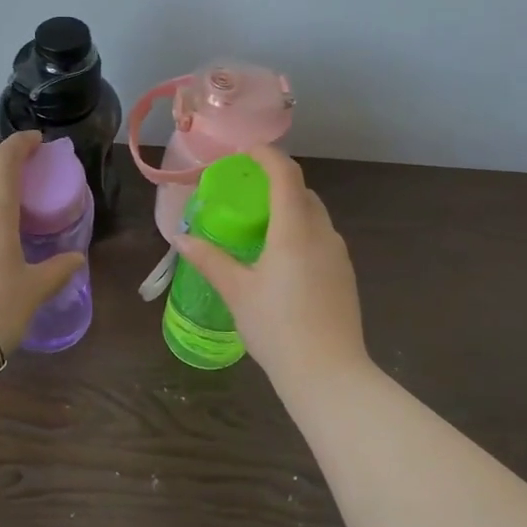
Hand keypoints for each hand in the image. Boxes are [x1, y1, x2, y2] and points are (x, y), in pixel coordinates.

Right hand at [175, 146, 370, 384]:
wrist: (329, 374)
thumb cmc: (277, 327)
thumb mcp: (237, 292)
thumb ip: (210, 259)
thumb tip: (181, 238)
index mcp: (295, 229)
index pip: (286, 174)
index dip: (266, 155)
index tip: (244, 152)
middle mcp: (322, 233)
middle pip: (302, 192)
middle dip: (276, 182)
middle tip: (245, 191)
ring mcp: (338, 254)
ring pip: (314, 215)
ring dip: (289, 208)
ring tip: (260, 224)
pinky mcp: (345, 274)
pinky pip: (321, 237)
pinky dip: (301, 231)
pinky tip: (281, 258)